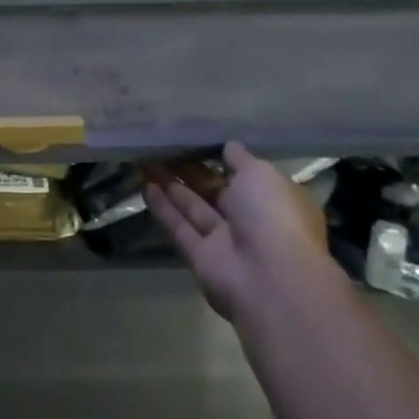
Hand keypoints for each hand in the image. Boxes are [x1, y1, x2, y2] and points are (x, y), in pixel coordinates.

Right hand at [144, 142, 324, 321]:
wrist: (271, 280)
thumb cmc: (273, 216)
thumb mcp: (261, 174)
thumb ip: (240, 159)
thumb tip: (228, 147)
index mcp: (274, 200)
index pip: (245, 175)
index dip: (220, 157)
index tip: (195, 138)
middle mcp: (251, 220)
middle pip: (214, 190)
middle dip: (189, 169)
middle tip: (162, 145)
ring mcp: (225, 241)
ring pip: (193, 207)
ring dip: (170, 184)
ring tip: (145, 159)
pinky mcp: (200, 258)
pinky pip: (179, 228)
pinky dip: (163, 208)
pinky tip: (144, 185)